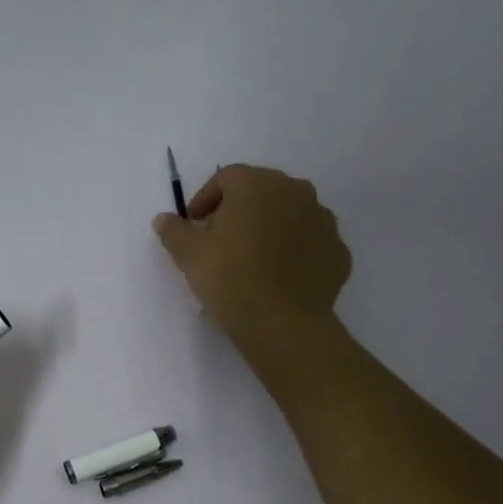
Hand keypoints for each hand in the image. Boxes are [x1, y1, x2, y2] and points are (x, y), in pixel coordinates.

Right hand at [154, 164, 352, 356]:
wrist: (284, 325)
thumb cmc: (230, 279)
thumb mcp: (190, 255)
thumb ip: (175, 231)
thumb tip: (164, 219)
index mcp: (257, 184)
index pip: (226, 178)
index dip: (205, 199)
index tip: (194, 225)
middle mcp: (296, 191)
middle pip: (261, 191)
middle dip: (239, 210)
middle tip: (221, 240)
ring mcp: (323, 221)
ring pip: (289, 214)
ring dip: (270, 228)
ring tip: (252, 259)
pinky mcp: (338, 251)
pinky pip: (310, 242)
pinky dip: (294, 251)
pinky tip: (278, 276)